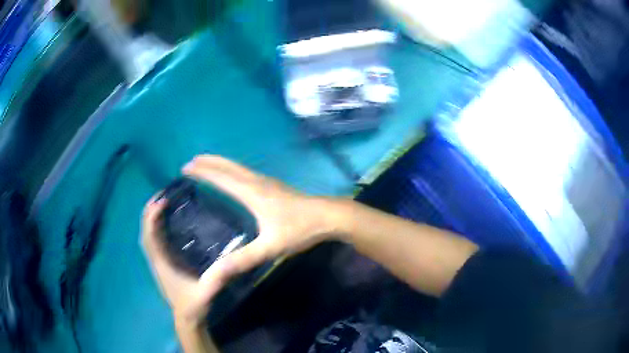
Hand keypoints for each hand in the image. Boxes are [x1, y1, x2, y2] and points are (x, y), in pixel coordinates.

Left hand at [142, 197, 235, 326]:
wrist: (187, 319)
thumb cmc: (194, 305)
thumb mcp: (206, 293)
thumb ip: (215, 281)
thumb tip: (229, 263)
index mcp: (163, 265)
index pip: (151, 237)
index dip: (152, 218)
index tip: (160, 201)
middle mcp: (157, 261)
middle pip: (145, 233)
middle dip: (149, 214)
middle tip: (161, 195)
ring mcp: (159, 264)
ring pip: (148, 238)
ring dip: (150, 220)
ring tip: (161, 205)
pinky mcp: (163, 266)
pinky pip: (153, 243)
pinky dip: (154, 229)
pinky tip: (165, 225)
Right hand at [182, 155, 343, 275]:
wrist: (329, 216)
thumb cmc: (300, 229)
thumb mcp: (270, 247)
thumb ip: (242, 259)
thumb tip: (215, 272)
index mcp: (252, 193)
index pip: (221, 178)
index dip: (203, 172)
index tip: (186, 167)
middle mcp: (257, 182)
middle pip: (229, 167)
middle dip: (209, 162)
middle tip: (192, 161)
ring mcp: (268, 182)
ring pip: (239, 168)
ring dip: (221, 164)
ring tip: (208, 164)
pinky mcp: (275, 186)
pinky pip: (247, 173)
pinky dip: (233, 170)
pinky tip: (235, 178)